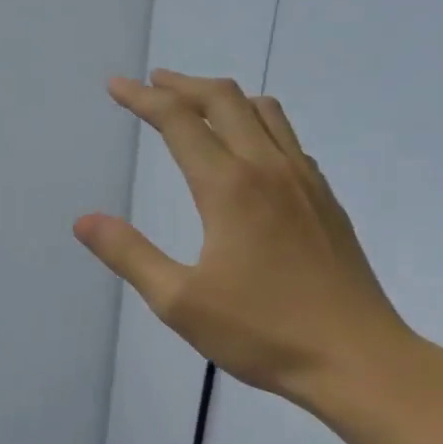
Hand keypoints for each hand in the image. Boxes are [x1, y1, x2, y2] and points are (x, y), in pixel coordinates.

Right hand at [75, 70, 425, 418]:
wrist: (358, 359)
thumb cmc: (263, 332)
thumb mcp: (180, 302)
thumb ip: (129, 255)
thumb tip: (84, 220)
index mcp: (229, 186)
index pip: (178, 121)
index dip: (142, 98)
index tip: (116, 85)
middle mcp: (268, 168)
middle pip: (224, 99)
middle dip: (183, 85)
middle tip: (153, 84)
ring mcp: (305, 180)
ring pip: (264, 111)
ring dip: (224, 97)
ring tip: (198, 105)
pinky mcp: (326, 199)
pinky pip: (289, 138)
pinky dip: (258, 123)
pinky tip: (250, 151)